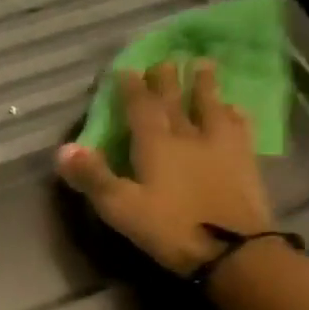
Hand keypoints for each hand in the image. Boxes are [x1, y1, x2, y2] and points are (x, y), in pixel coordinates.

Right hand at [55, 60, 274, 275]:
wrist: (233, 250)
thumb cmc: (168, 228)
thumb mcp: (120, 206)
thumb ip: (92, 176)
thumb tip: (63, 148)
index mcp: (155, 145)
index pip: (141, 108)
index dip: (132, 88)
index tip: (126, 68)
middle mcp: (188, 137)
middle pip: (175, 101)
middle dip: (167, 79)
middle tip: (165, 59)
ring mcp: (220, 148)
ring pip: (211, 107)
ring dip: (205, 86)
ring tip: (203, 65)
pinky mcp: (245, 163)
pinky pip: (239, 128)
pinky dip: (234, 114)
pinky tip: (234, 109)